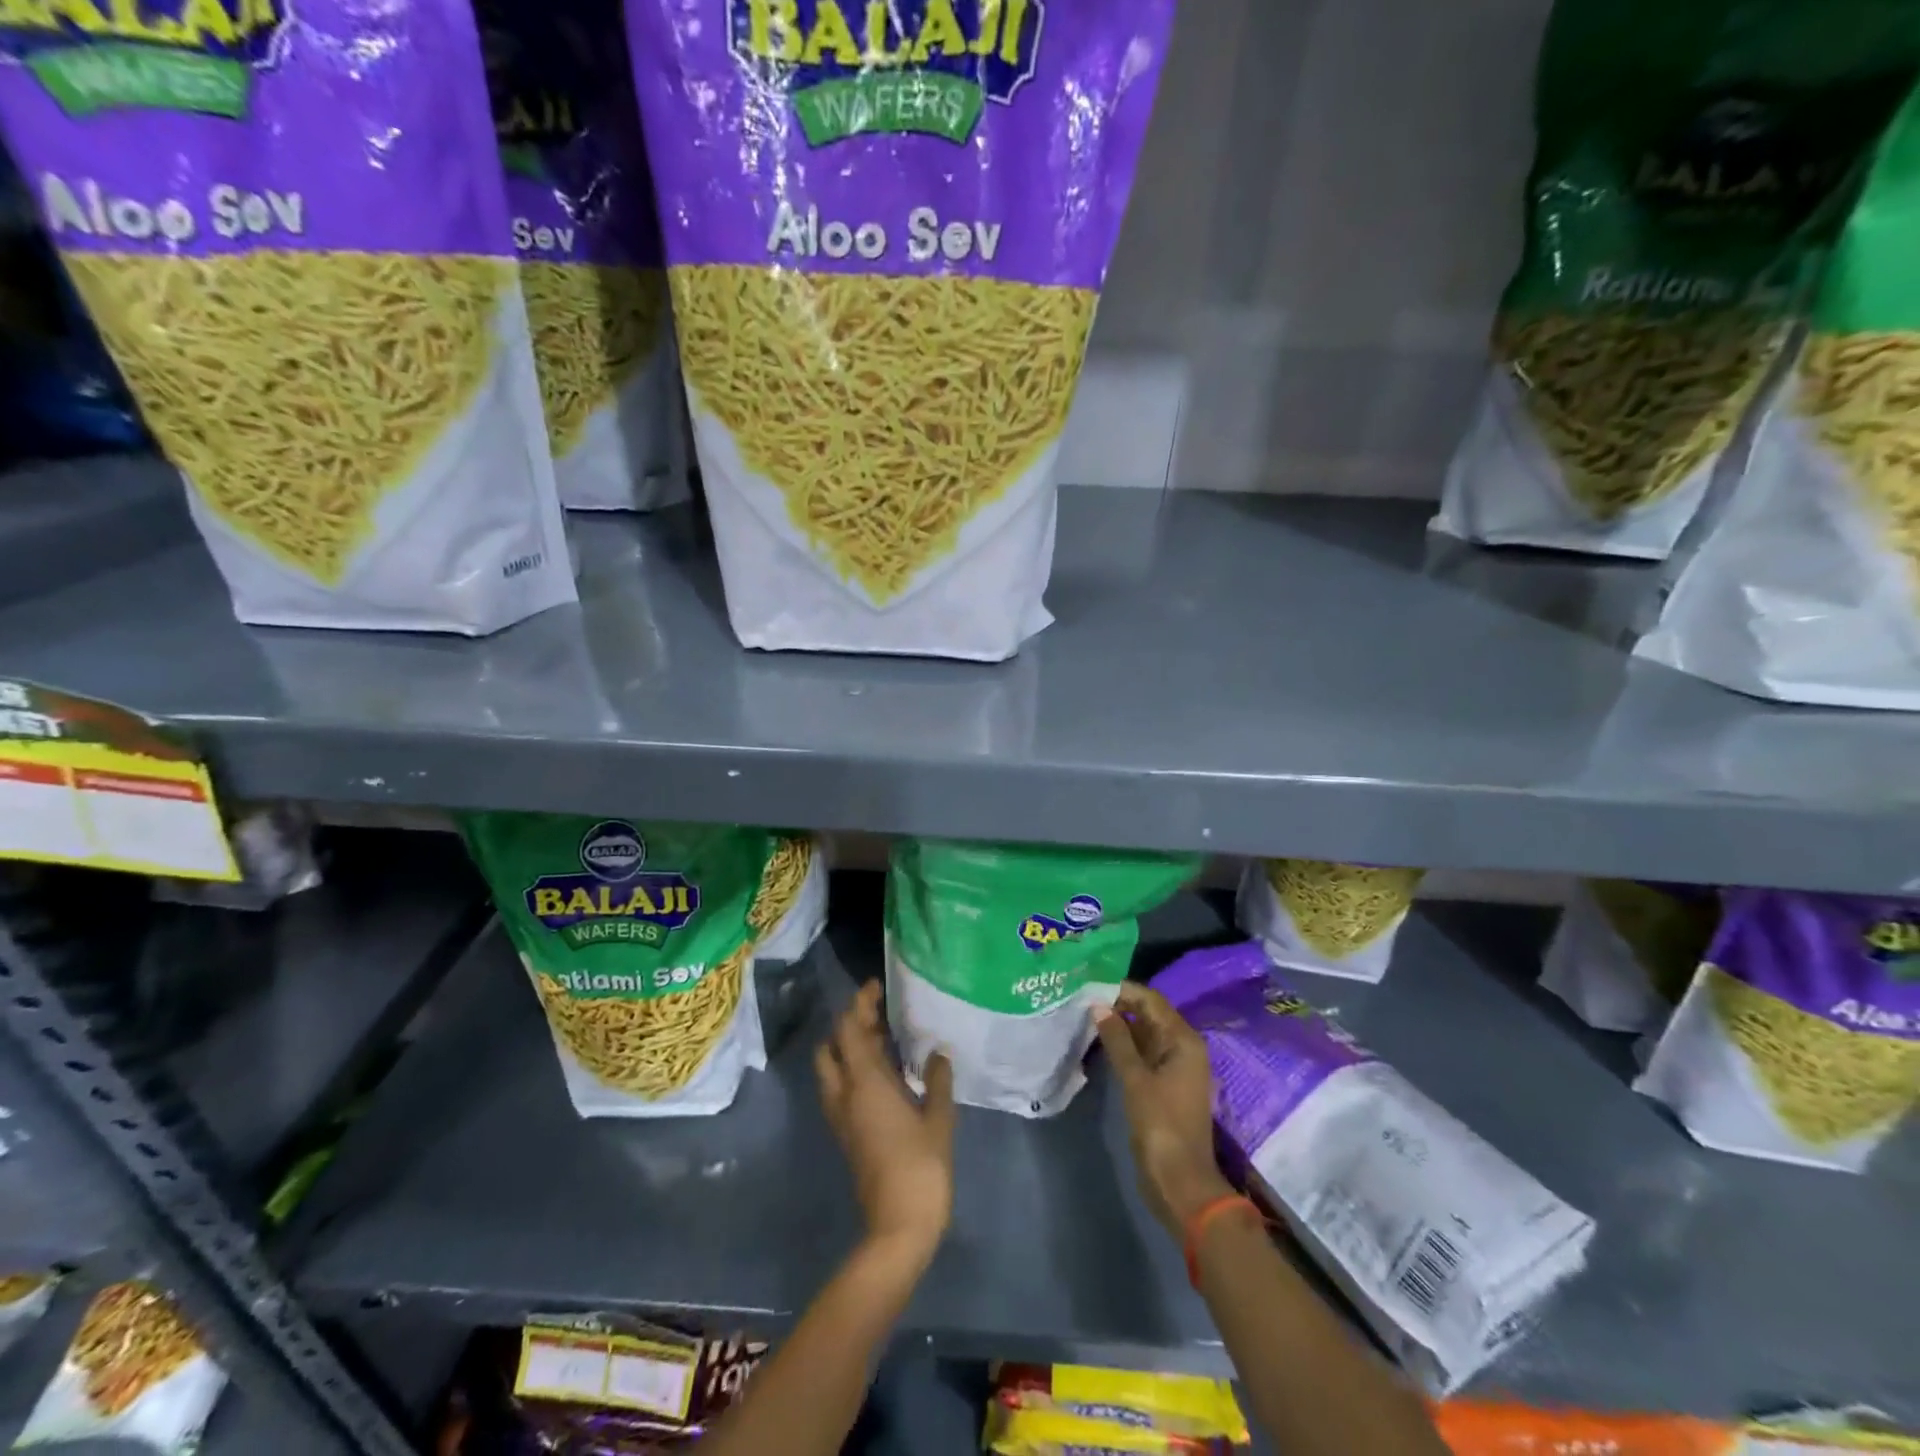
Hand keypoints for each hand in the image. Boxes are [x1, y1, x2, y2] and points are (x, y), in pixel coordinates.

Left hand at [815, 981, 955, 1267]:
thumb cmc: (921, 1169)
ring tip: (885, 1037)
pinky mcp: (847, 1133)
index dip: (859, 1003)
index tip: (877, 986)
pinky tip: (887, 1071)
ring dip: (850, 1046)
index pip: (850, 1029)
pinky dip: (855, 1069)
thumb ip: (938, 1081)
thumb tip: (938, 1053)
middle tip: (880, 1013)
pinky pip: (842, 1087)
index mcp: (865, 1083)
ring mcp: (842, 1115)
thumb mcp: (939, 1120)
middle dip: (850, 1023)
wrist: (897, 1228)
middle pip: (833, 1045)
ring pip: (833, 1067)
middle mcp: (845, 1093)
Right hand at [1093, 982, 1233, 1238]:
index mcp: (1183, 1040)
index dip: (1122, 989)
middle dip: (1118, 1005)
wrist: (1180, 1182)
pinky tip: (1098, 1041)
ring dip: (1118, 1025)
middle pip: (1149, 1015)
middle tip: (1081, 997)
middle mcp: (1182, 1047)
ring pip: (1144, 1034)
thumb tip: (1098, 1005)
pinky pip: (1142, 1054)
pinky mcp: (1162, 1085)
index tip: (1090, 982)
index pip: (1151, 1000)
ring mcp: (1173, 1068)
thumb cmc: (1161, 1125)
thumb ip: (1117, 1039)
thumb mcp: (1135, 1079)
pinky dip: (1123, 1046)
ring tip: (1084, 1014)